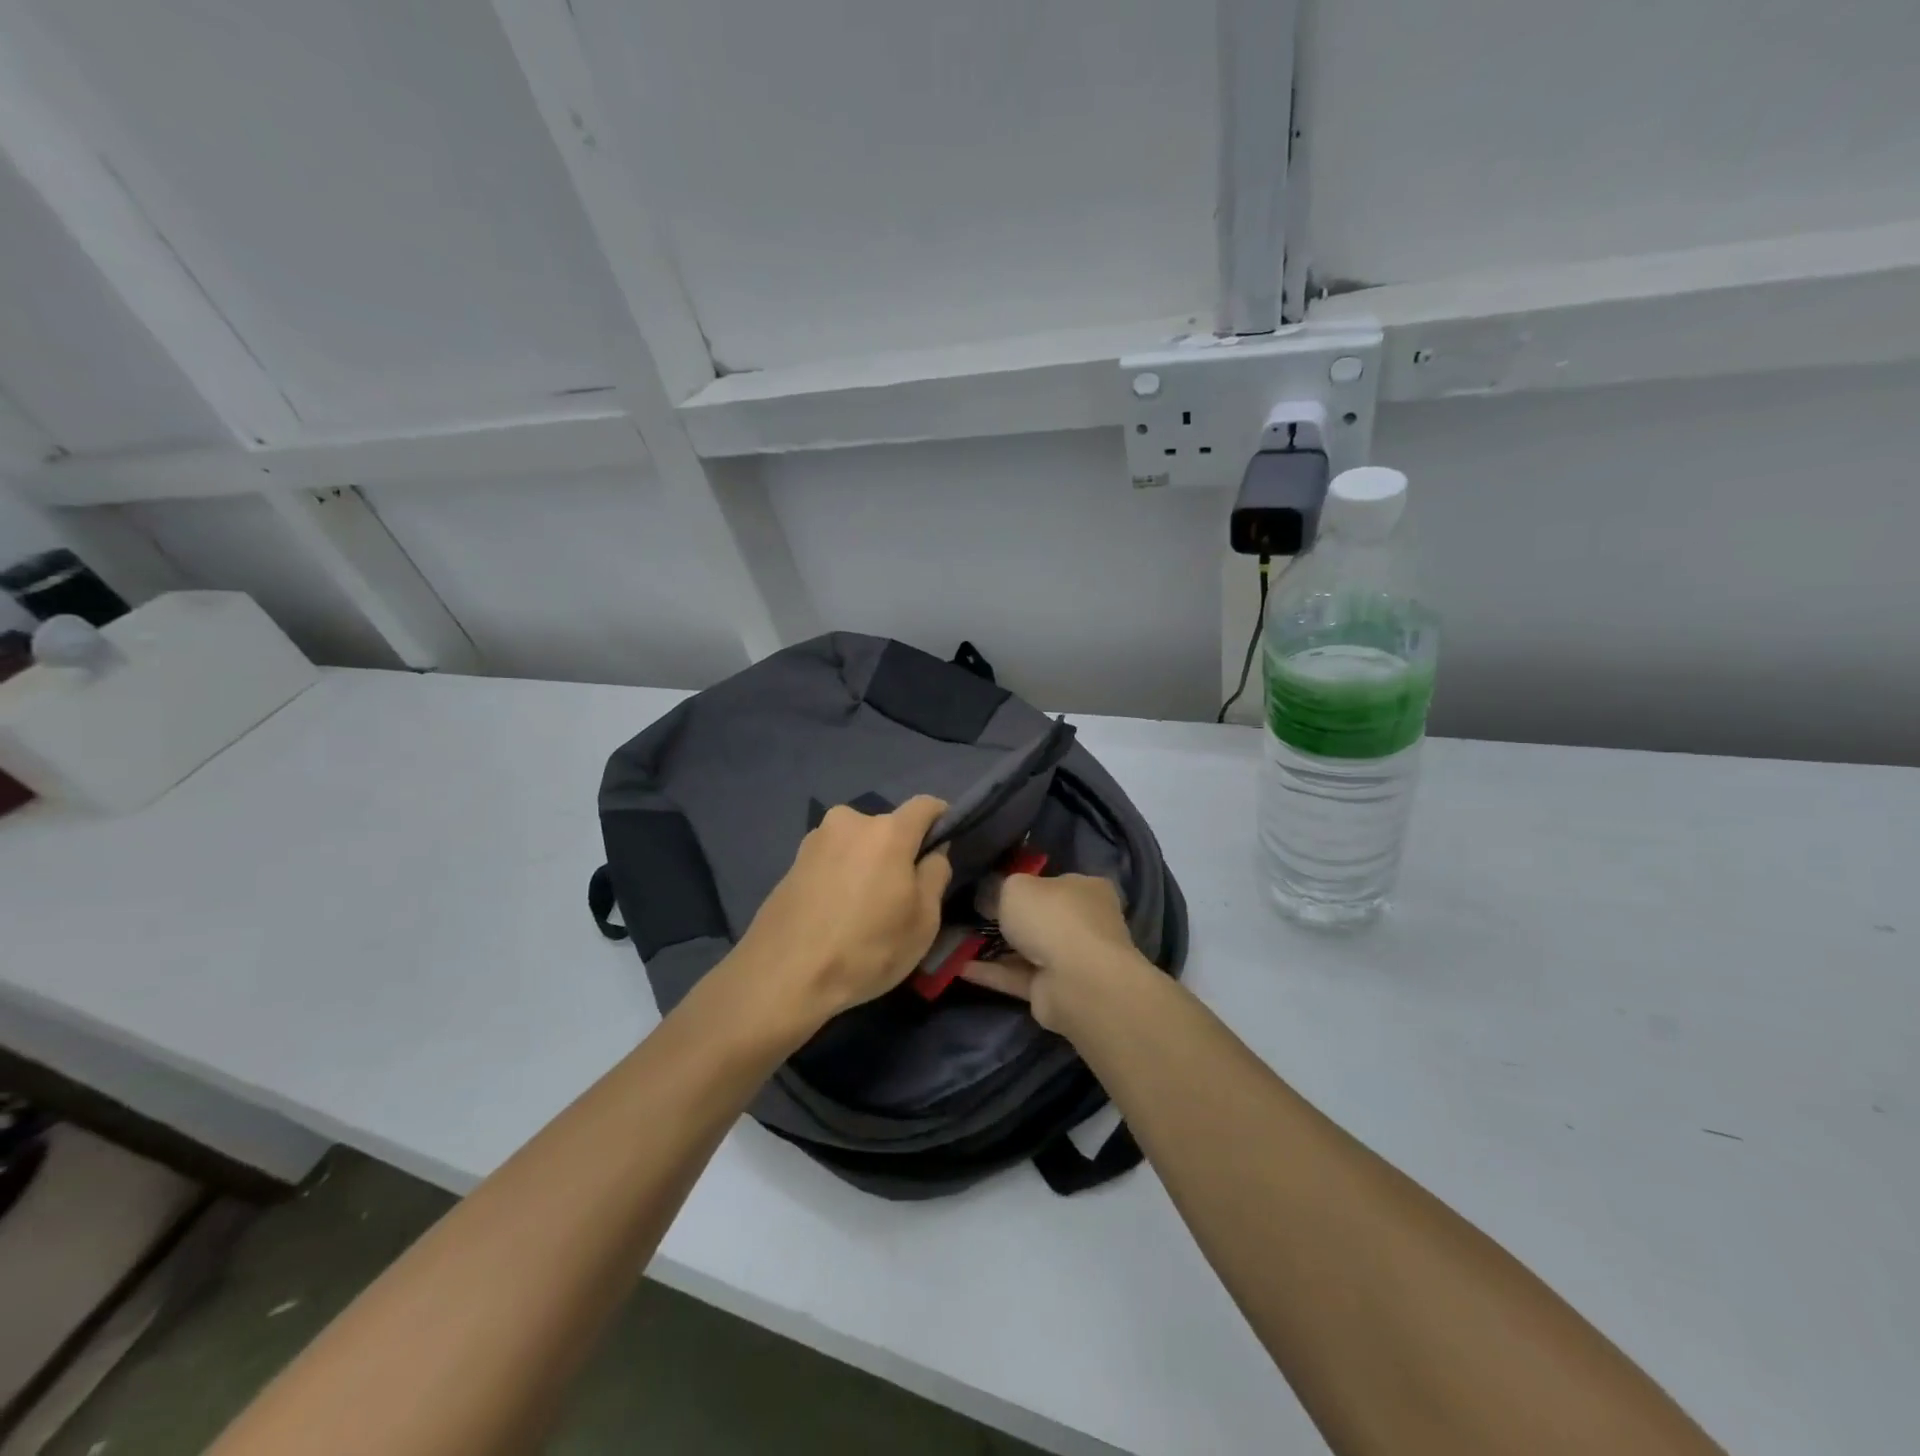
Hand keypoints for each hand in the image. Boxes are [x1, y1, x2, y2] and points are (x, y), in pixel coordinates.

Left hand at [734, 796, 951, 1032]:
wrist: (782, 976)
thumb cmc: (866, 949)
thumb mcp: (923, 921)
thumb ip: (935, 875)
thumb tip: (933, 853)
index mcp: (887, 831)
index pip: (926, 805)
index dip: (942, 821)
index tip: (944, 849)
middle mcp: (850, 822)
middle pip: (888, 827)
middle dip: (900, 851)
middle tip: (901, 895)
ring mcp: (815, 839)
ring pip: (858, 844)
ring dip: (868, 864)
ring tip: (864, 909)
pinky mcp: (792, 862)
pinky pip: (832, 860)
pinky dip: (842, 877)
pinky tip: (836, 914)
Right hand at [960, 873, 1145, 1032]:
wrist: (1076, 980)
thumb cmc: (1052, 917)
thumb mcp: (1015, 887)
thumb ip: (1000, 888)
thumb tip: (989, 896)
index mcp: (1087, 889)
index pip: (1056, 882)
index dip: (1027, 883)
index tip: (995, 887)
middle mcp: (1084, 922)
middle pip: (1042, 917)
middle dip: (1010, 918)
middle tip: (973, 914)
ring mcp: (1072, 959)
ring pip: (1028, 949)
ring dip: (997, 947)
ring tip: (958, 941)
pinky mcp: (1055, 990)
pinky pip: (1018, 976)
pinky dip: (992, 972)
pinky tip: (960, 967)